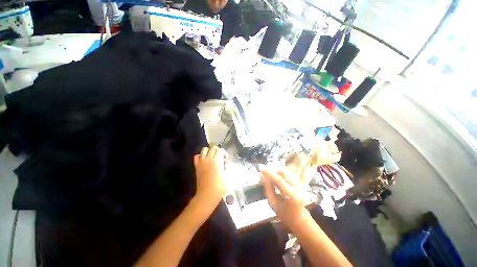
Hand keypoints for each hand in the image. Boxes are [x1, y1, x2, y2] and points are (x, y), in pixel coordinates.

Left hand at [193, 146, 228, 208]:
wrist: (207, 194)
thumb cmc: (220, 186)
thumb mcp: (227, 175)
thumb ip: (226, 166)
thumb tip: (225, 162)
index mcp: (217, 160)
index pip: (221, 150)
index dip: (224, 153)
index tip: (226, 159)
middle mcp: (209, 158)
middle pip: (213, 148)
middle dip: (218, 151)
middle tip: (220, 157)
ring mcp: (202, 161)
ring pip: (204, 149)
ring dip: (209, 151)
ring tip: (212, 157)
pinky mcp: (197, 166)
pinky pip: (197, 156)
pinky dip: (200, 156)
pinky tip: (204, 160)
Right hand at [261, 167, 308, 229]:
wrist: (299, 218)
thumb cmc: (284, 214)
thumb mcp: (273, 203)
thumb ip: (268, 189)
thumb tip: (263, 176)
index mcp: (293, 196)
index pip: (280, 180)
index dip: (270, 173)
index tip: (261, 168)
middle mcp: (299, 188)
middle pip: (284, 173)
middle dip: (273, 169)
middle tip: (264, 169)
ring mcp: (300, 185)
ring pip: (286, 172)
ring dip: (276, 171)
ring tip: (267, 172)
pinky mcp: (299, 182)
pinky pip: (287, 174)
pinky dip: (279, 173)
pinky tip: (273, 175)